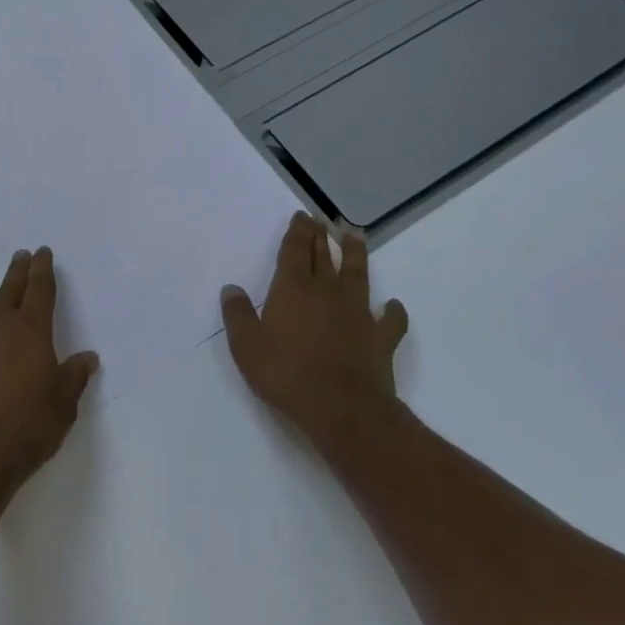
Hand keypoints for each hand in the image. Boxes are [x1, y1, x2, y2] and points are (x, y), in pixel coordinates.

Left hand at [0, 246, 97, 487]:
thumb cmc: (27, 428)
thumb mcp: (63, 405)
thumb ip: (74, 376)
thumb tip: (89, 358)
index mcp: (31, 329)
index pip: (40, 287)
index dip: (42, 267)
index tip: (42, 252)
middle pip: (9, 282)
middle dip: (18, 267)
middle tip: (22, 257)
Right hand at [221, 212, 408, 449]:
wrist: (342, 408)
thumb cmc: (287, 374)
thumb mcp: (246, 346)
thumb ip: (238, 315)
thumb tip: (231, 289)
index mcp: (293, 289)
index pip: (296, 251)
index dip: (298, 232)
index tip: (302, 216)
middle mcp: (327, 292)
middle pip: (324, 256)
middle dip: (320, 236)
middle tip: (321, 219)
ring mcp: (358, 313)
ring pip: (358, 274)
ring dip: (356, 253)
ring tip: (355, 235)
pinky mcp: (380, 338)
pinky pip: (390, 319)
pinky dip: (392, 311)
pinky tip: (392, 306)